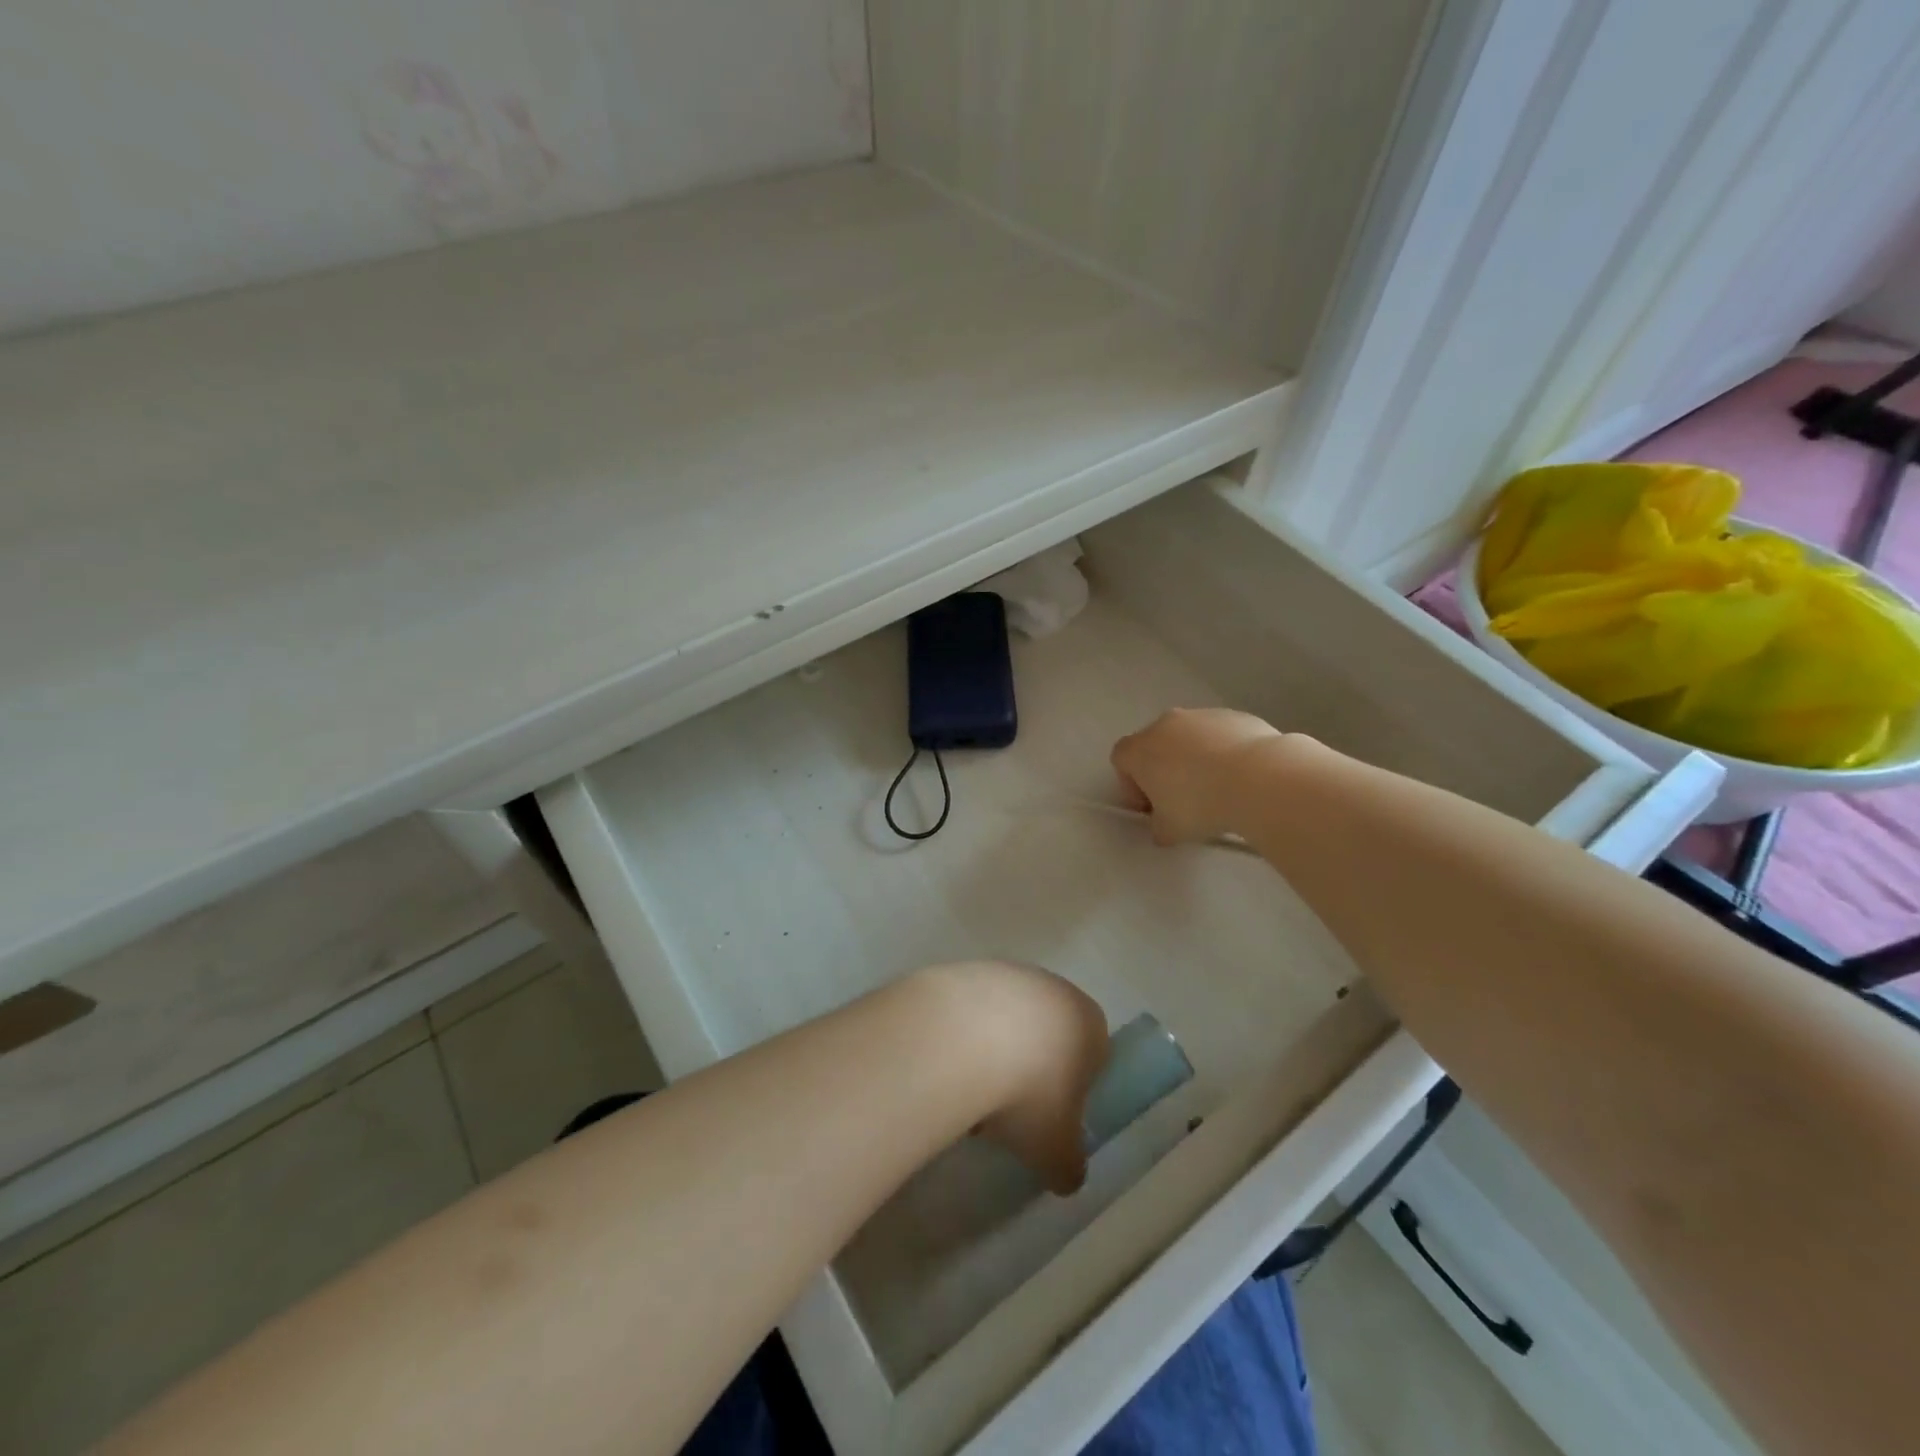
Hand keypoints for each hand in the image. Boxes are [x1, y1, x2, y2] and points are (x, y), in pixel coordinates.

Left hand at [912, 961, 1109, 1194]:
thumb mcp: (1056, 1151)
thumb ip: (1069, 1166)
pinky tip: (942, 1065)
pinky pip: (968, 1011)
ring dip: (991, 1053)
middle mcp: (1053, 986)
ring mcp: (1006, 972)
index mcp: (1088, 1021)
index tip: (1048, 1119)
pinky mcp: (963, 969)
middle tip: (1005, 1111)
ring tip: (966, 1094)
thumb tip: (1067, 1176)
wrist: (959, 1038)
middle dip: (1029, 1070)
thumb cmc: (1026, 1093)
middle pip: (1046, 1035)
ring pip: (1005, 1020)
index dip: (1072, 1090)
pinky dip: (959, 1036)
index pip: (1093, 1055)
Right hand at [1110, 708, 1288, 845]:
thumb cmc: (1201, 805)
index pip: (1121, 759)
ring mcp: (1202, 716)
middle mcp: (1166, 724)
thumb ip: (1158, 827)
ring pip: (1189, 737)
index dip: (1131, 785)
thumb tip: (1163, 827)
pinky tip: (1241, 776)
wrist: (1259, 779)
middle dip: (1163, 769)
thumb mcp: (1170, 830)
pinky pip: (1220, 735)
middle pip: (1155, 744)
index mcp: (1140, 749)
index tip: (1150, 807)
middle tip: (1182, 800)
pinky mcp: (1235, 716)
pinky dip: (1224, 751)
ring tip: (1218, 788)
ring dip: (1194, 758)